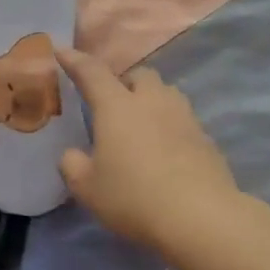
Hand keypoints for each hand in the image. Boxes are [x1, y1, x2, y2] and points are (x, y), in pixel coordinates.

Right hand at [56, 48, 242, 255]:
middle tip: (113, 103)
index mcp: (117, 107)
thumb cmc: (133, 197)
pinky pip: (183, 120)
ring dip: (151, 100)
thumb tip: (73, 154)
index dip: (75, 61)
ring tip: (141, 124)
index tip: (62, 52)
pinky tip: (165, 151)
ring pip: (166, 94)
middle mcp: (152, 102)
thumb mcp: (88, 188)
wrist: (200, 216)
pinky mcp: (206, 138)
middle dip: (124, 82)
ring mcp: (184, 118)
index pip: (92, 73)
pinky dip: (170, 126)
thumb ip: (73, 165)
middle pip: (140, 75)